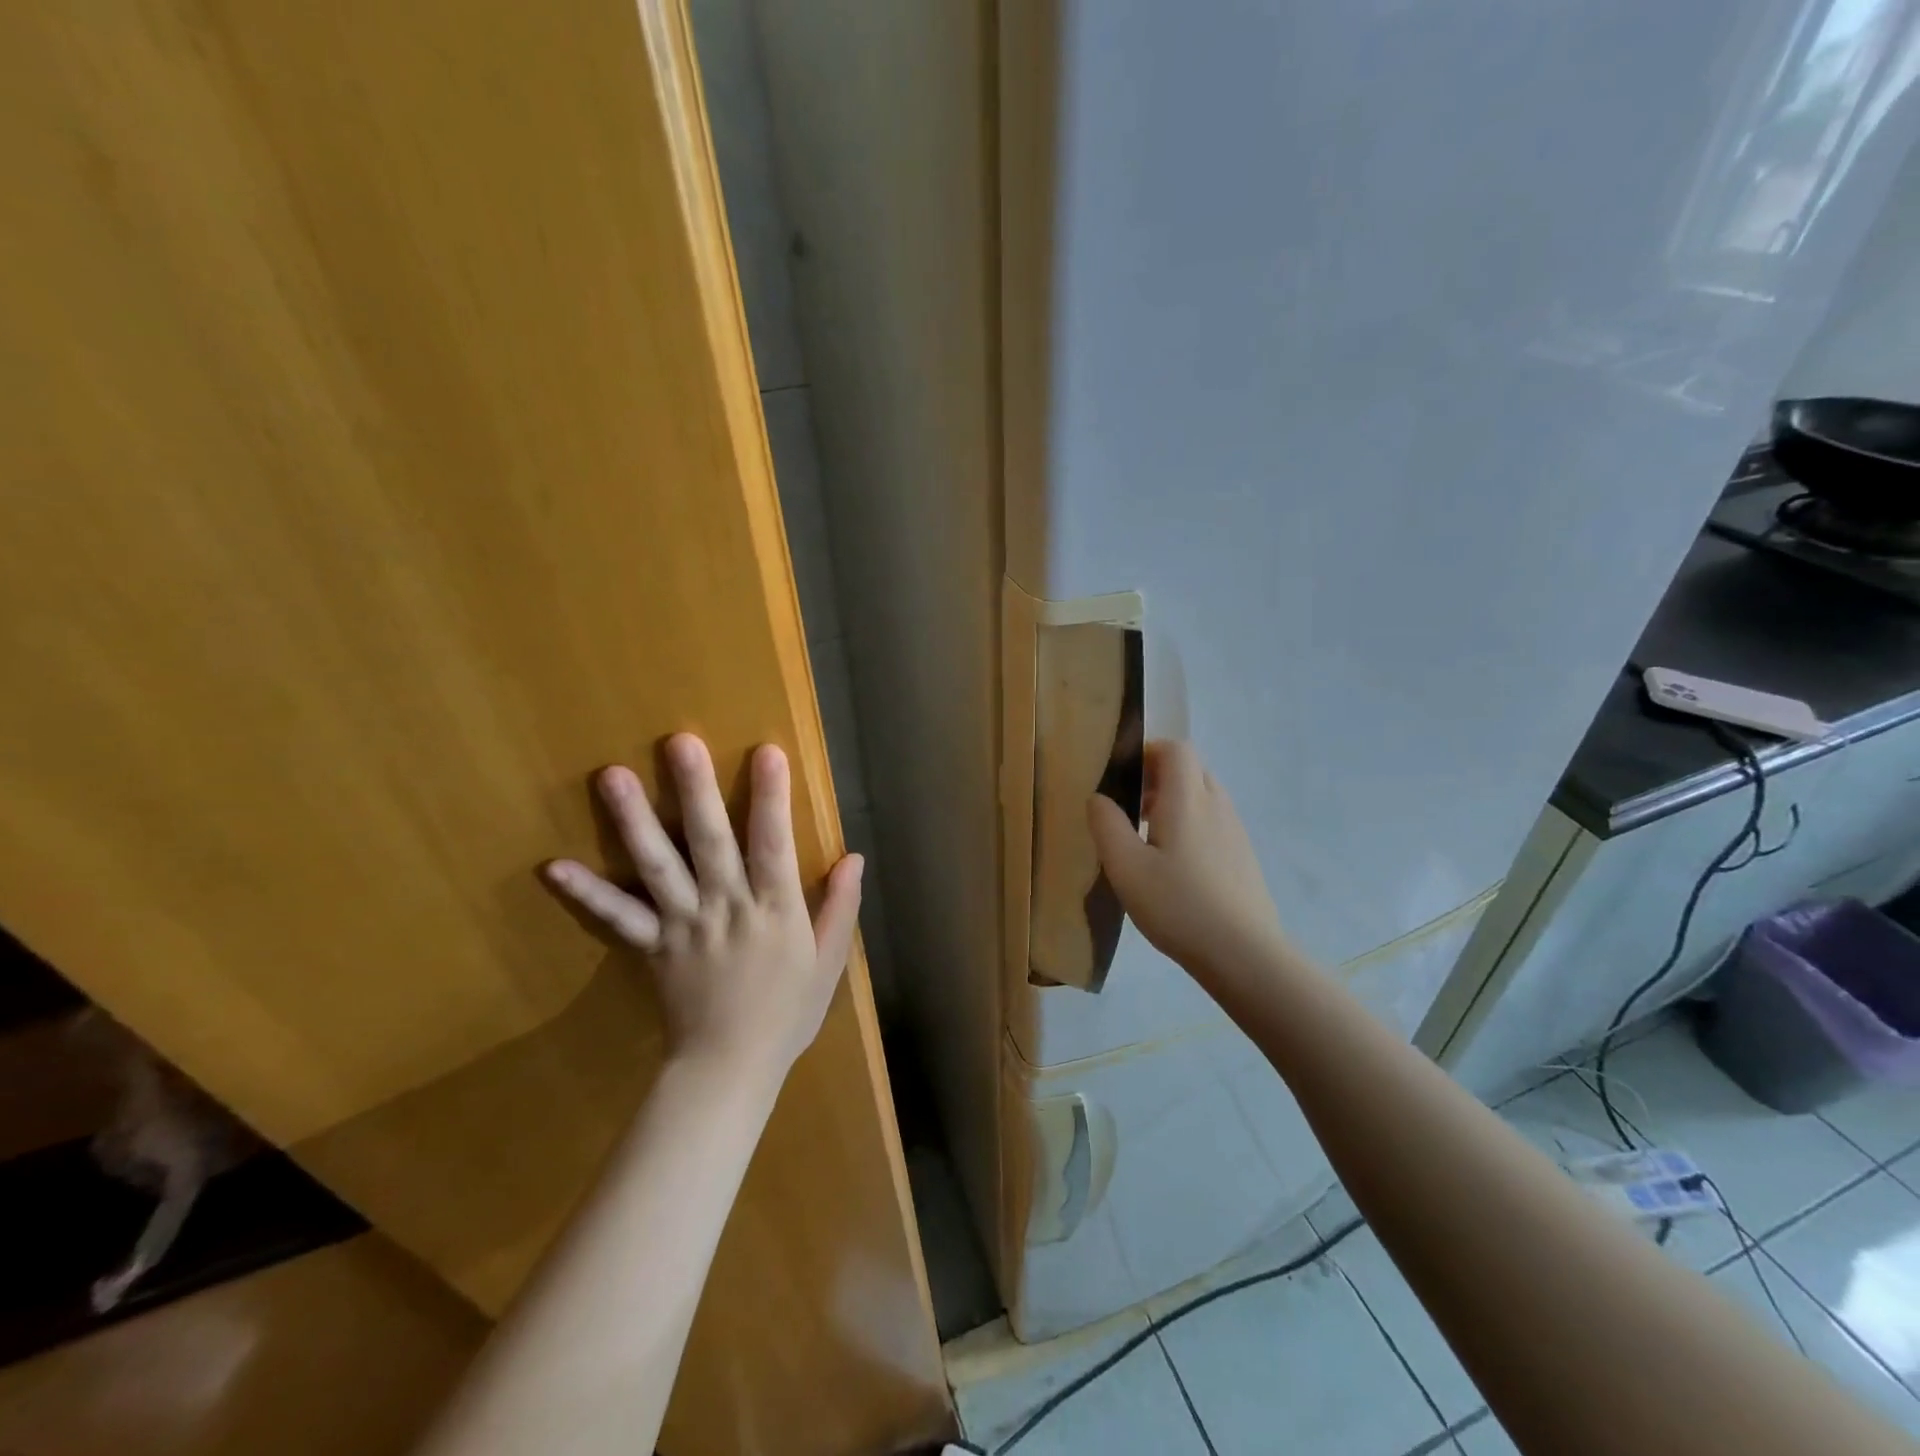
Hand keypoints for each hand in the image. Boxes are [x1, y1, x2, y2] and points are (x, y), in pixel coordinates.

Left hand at [545, 733, 863, 1079]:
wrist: (730, 1069)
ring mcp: (684, 925)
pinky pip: (617, 918)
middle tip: (679, 742)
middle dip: (696, 790)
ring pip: (658, 867)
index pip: (774, 844)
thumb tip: (855, 856)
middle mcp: (727, 907)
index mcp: (775, 910)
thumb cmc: (787, 1013)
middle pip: (710, 842)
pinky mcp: (652, 946)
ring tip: (613, 777)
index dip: (771, 797)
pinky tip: (554, 867)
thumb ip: (840, 906)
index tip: (767, 752)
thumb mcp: (829, 962)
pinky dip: (587, 893)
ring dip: (635, 821)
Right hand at [1087, 740, 1287, 982]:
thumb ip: (1106, 825)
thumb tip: (1098, 797)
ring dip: (1175, 803)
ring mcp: (1235, 831)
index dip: (1148, 752)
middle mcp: (1216, 805)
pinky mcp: (1244, 856)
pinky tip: (1176, 867)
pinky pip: (1214, 822)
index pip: (1176, 749)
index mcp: (1187, 799)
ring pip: (1203, 797)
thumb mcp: (1126, 867)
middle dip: (1159, 778)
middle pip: (1190, 770)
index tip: (1124, 777)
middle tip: (1131, 809)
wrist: (1244, 954)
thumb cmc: (1178, 905)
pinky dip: (1192, 826)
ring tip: (1149, 840)